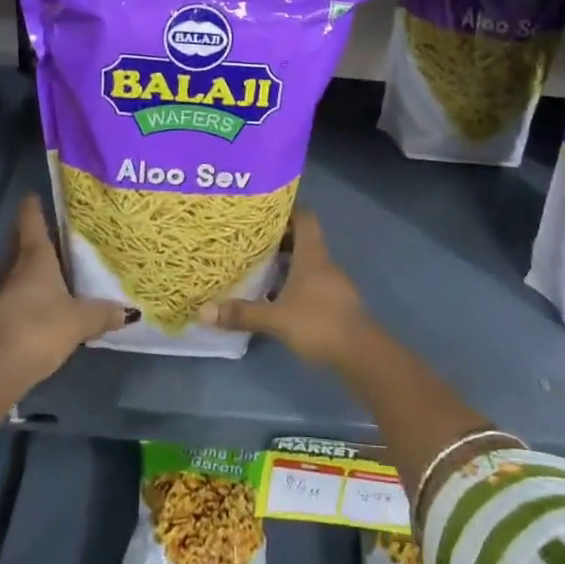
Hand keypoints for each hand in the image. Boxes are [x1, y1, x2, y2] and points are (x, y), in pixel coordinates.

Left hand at [0, 195, 129, 393]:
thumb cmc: (40, 329)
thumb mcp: (80, 321)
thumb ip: (104, 313)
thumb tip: (130, 311)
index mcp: (35, 259)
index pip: (31, 222)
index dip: (33, 207)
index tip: (34, 194)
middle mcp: (15, 270)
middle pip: (21, 244)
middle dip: (33, 236)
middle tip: (55, 231)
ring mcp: (3, 295)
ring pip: (18, 270)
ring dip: (31, 267)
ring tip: (56, 267)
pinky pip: (17, 295)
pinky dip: (29, 292)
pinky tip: (46, 303)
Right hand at [197, 212, 375, 369]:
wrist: (361, 353)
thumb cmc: (318, 323)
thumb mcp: (276, 318)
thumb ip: (242, 313)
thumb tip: (203, 311)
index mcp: (312, 255)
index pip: (304, 218)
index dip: (287, 209)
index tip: (264, 209)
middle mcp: (324, 263)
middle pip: (304, 239)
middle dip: (280, 238)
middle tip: (252, 240)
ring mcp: (334, 284)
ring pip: (308, 263)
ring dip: (287, 263)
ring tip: (260, 268)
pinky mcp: (337, 304)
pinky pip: (313, 283)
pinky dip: (296, 284)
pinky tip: (279, 298)